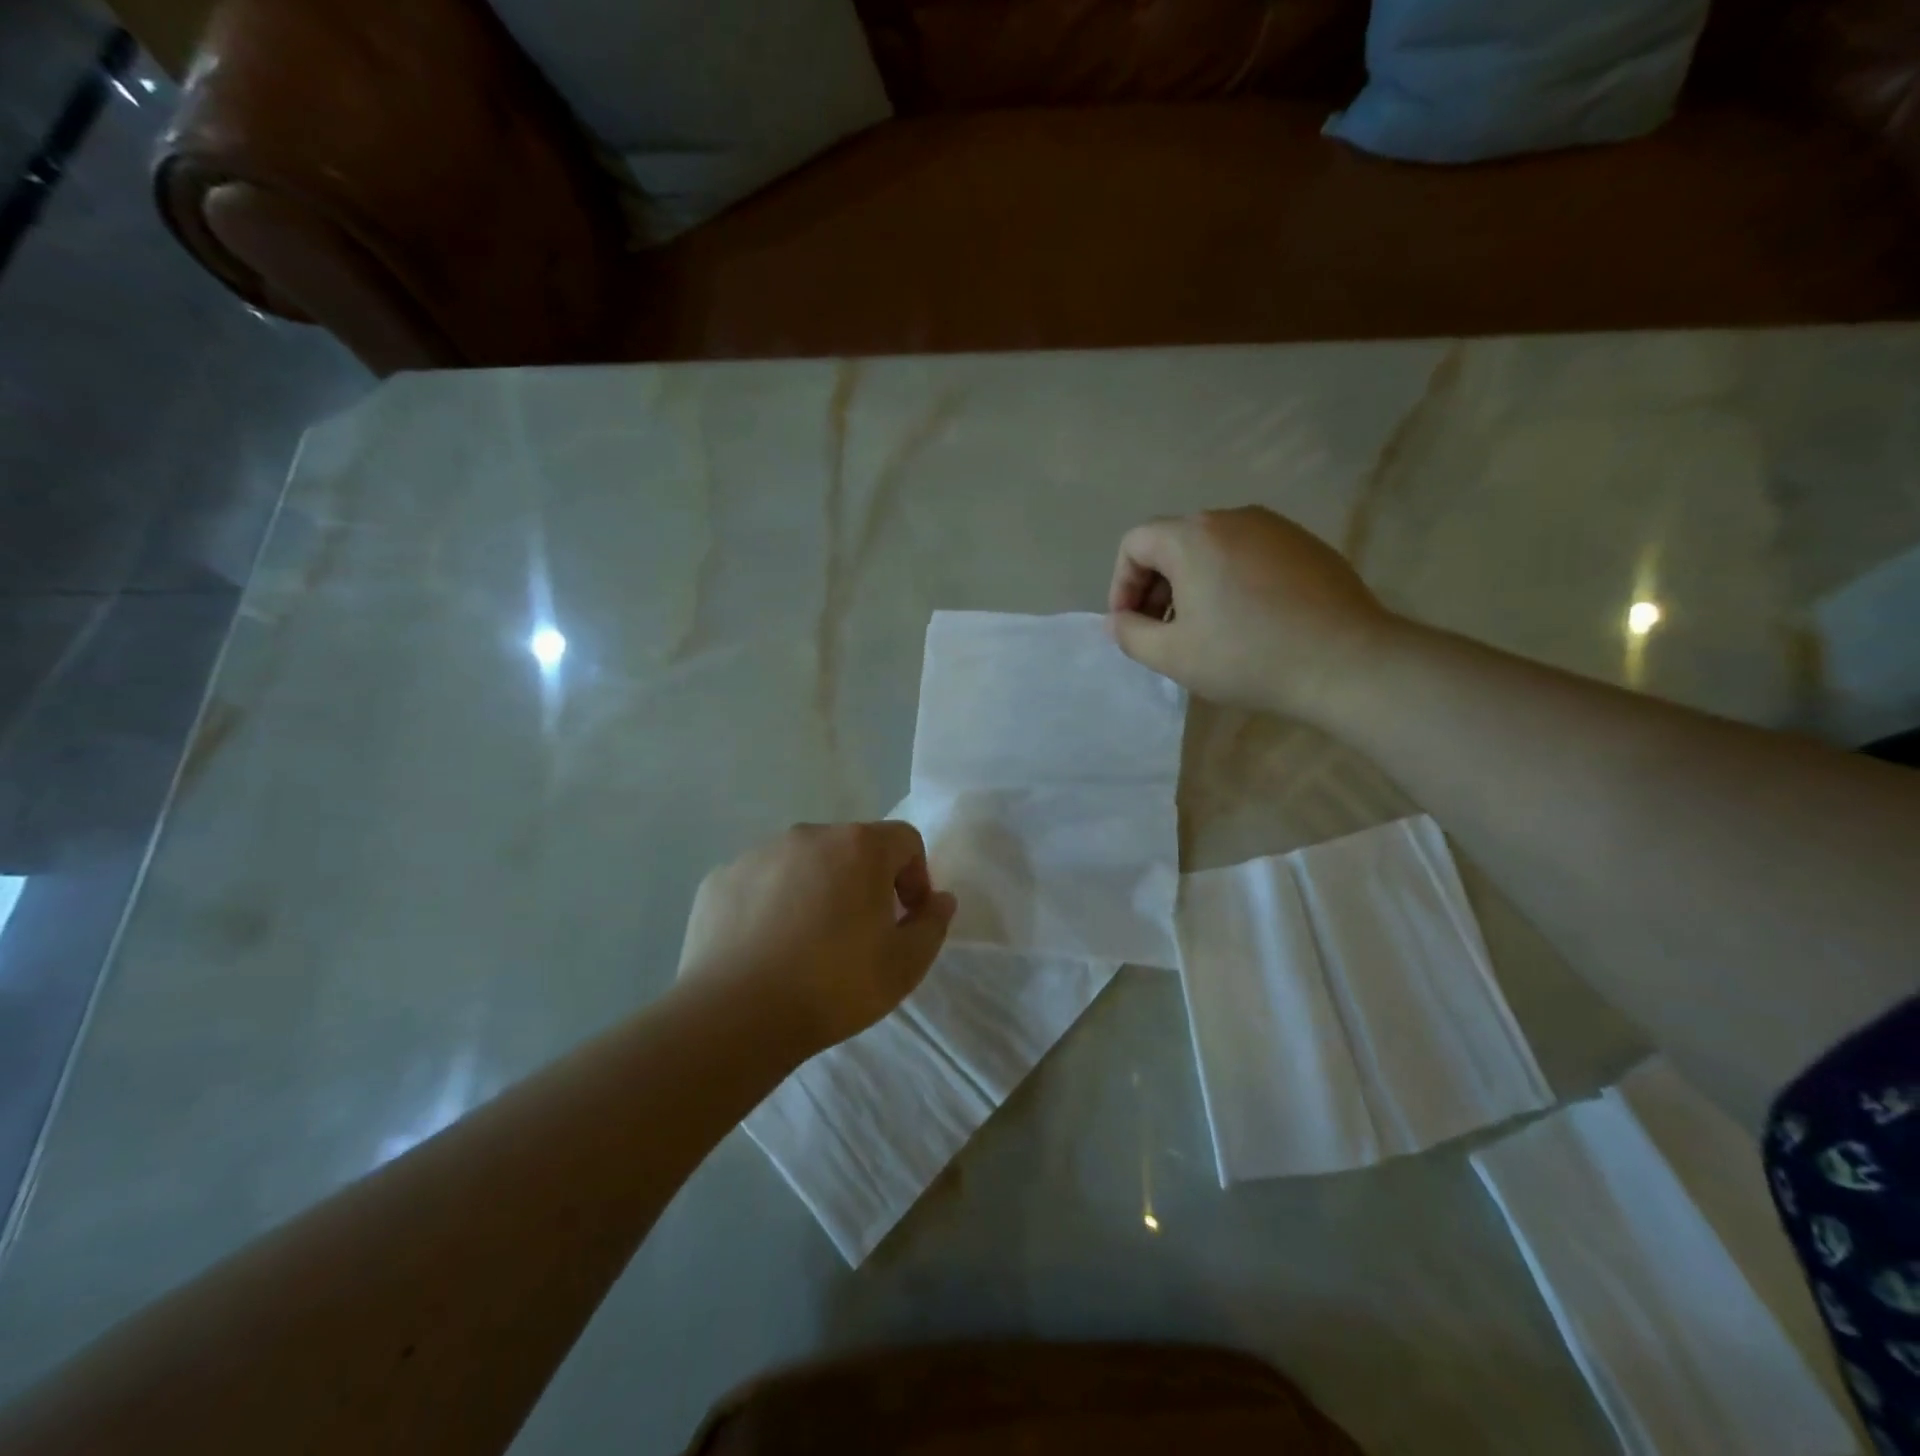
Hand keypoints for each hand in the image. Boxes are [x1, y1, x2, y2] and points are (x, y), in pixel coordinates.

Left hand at [678, 822, 957, 1057]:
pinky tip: (766, 947)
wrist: (736, 1016)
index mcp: (859, 846)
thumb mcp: (906, 965)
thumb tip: (938, 899)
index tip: (905, 918)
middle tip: (859, 933)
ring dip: (817, 889)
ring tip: (807, 943)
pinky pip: (760, 882)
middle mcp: (808, 836)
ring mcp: (758, 853)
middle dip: (865, 881)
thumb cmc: (834, 986)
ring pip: (803, 863)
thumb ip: (932, 924)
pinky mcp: (720, 878)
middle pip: (852, 847)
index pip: (905, 840)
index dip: (915, 877)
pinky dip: (771, 903)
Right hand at [1106, 507, 1399, 722]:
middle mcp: (1232, 517)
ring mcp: (1275, 527)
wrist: (1347, 662)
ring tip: (1204, 630)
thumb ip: (1130, 634)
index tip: (1131, 625)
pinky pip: (1249, 554)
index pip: (1135, 542)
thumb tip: (1117, 620)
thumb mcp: (1173, 655)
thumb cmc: (1247, 657)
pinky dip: (1230, 581)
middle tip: (1162, 632)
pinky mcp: (1306, 544)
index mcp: (1193, 536)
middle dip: (1156, 586)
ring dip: (1192, 584)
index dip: (1121, 584)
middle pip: (1173, 542)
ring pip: (1212, 548)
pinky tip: (1247, 621)